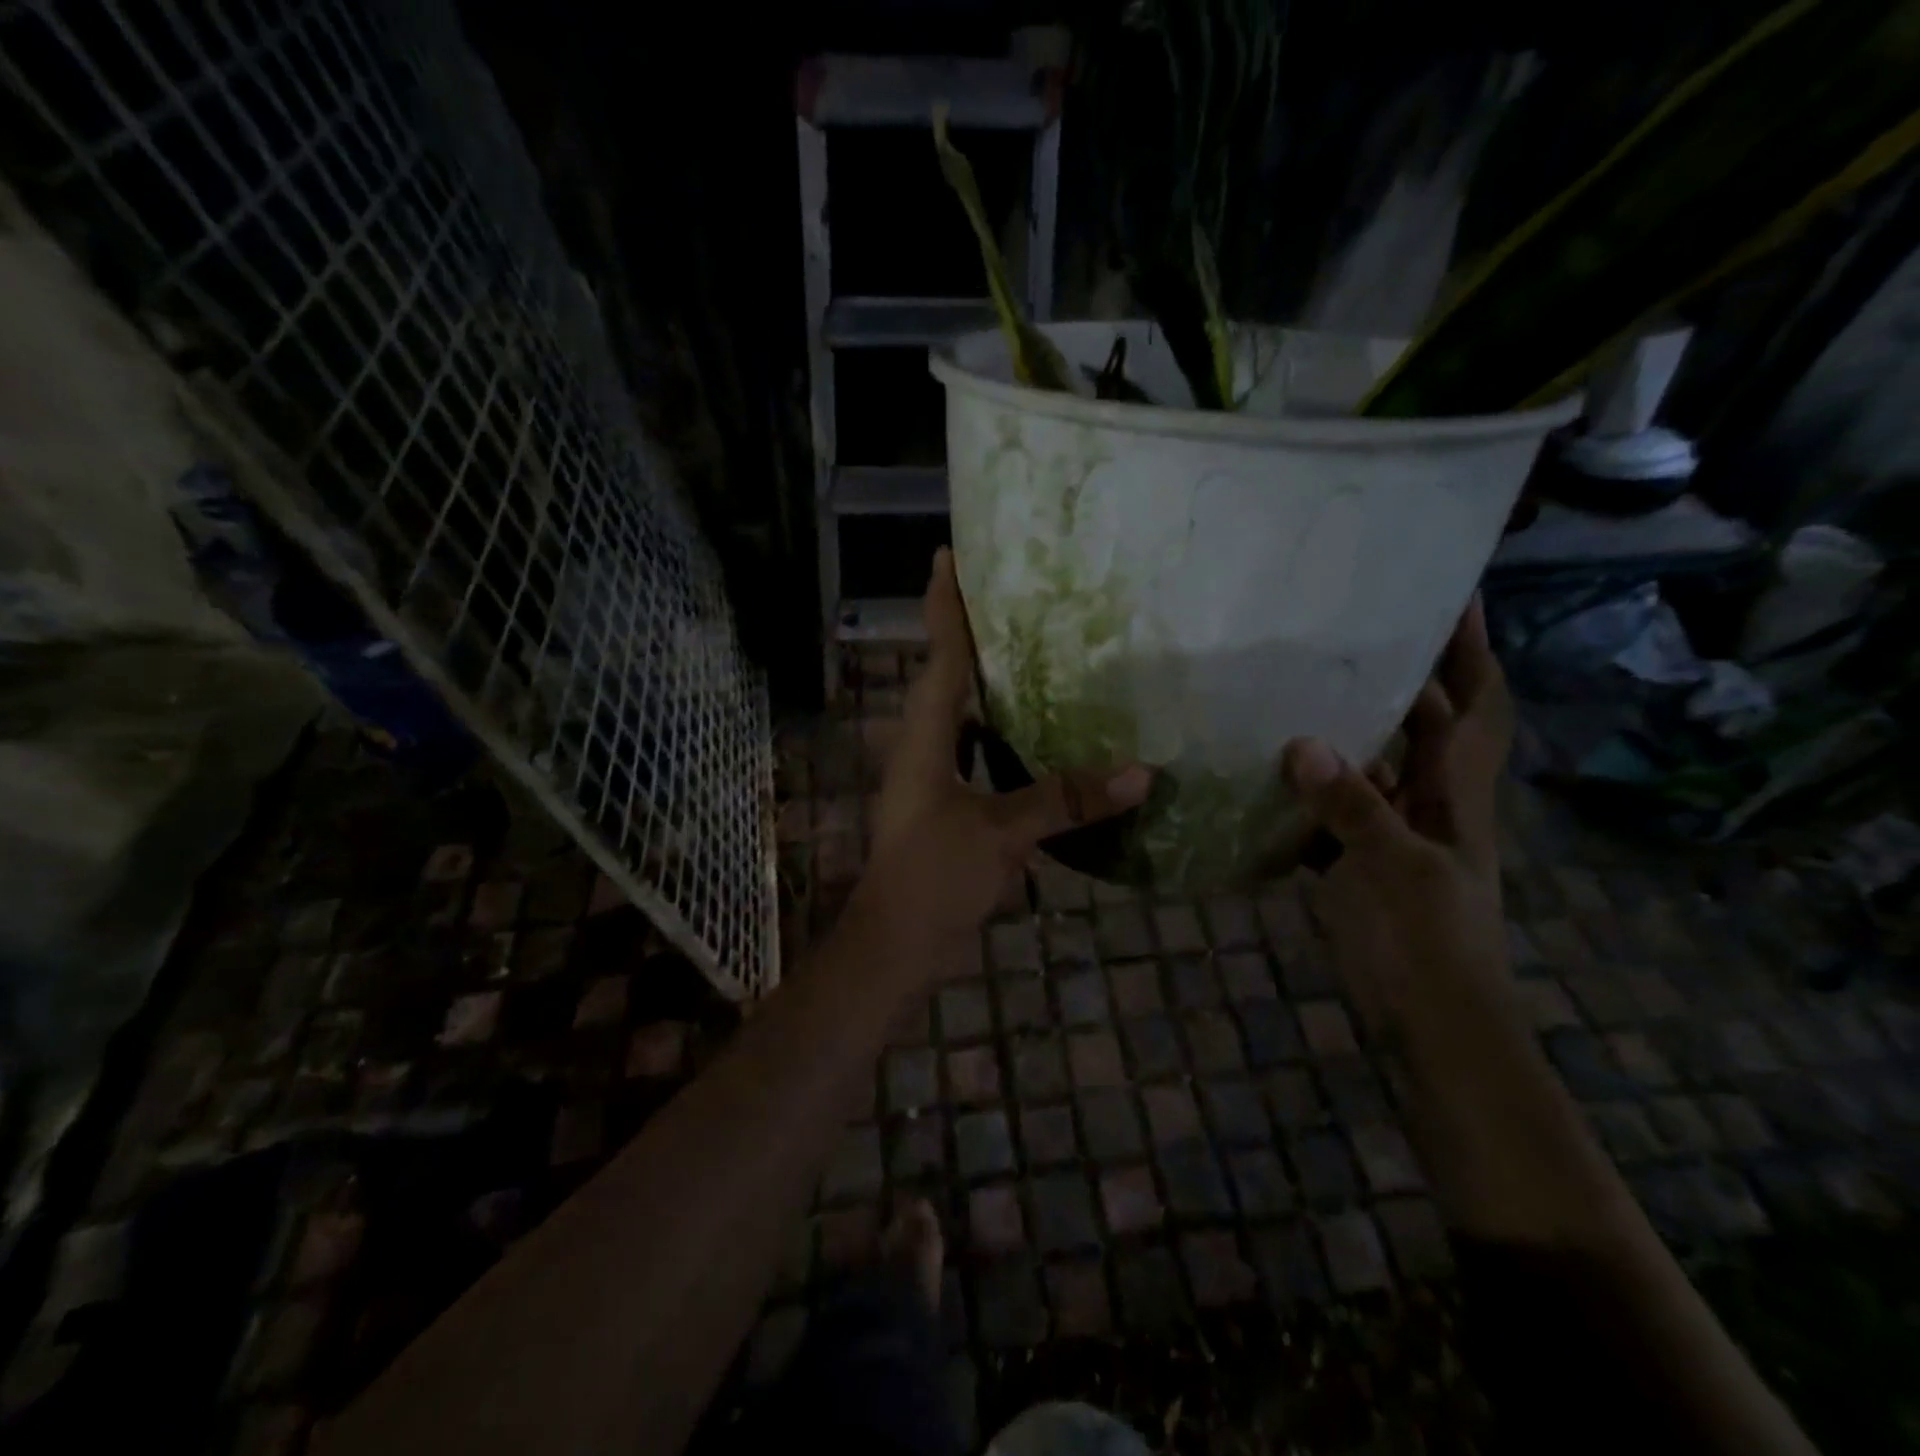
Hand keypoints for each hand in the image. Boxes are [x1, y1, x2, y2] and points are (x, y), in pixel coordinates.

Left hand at [851, 549, 1151, 960]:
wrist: (897, 943)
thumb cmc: (934, 876)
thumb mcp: (1002, 833)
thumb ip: (1066, 800)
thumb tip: (1142, 772)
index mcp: (925, 737)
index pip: (940, 654)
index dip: (945, 603)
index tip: (949, 555)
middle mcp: (924, 746)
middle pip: (949, 675)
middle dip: (974, 634)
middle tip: (1015, 596)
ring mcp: (933, 777)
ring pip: (963, 715)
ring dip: (991, 684)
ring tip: (1037, 653)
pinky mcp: (947, 805)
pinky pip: (978, 752)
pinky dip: (1005, 735)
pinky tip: (1043, 734)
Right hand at [1282, 597, 1514, 1054]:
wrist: (1433, 1019)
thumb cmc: (1432, 942)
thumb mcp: (1398, 870)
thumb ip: (1353, 807)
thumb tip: (1300, 743)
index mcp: (1456, 792)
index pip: (1477, 705)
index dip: (1472, 650)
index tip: (1456, 595)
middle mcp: (1429, 799)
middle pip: (1423, 722)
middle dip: (1402, 672)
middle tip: (1353, 627)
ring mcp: (1392, 829)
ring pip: (1372, 761)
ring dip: (1347, 726)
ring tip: (1301, 683)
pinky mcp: (1358, 857)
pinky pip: (1333, 805)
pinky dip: (1307, 786)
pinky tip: (1267, 769)